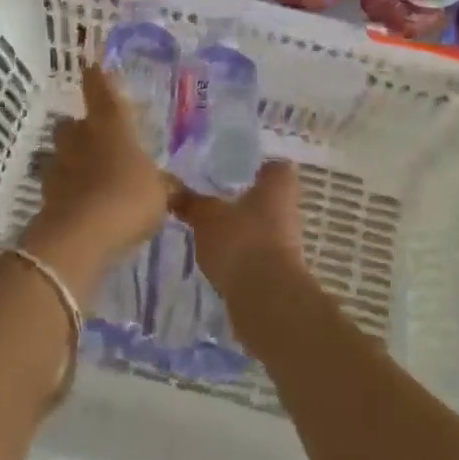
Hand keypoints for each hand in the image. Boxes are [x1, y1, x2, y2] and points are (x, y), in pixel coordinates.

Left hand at [21, 66, 171, 301]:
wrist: (80, 238)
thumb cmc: (127, 198)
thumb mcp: (160, 193)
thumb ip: (163, 185)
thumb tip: (171, 184)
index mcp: (111, 126)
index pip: (101, 91)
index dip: (97, 78)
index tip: (91, 65)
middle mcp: (81, 138)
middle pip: (73, 124)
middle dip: (82, 128)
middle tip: (99, 139)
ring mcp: (59, 166)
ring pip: (62, 153)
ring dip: (73, 160)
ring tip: (92, 176)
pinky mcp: (47, 195)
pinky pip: (59, 185)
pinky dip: (69, 190)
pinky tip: (84, 204)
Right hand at [170, 159, 306, 302]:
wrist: (266, 298)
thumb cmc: (241, 240)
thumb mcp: (206, 217)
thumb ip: (190, 201)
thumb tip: (169, 187)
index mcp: (278, 182)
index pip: (272, 161)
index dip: (253, 161)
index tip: (230, 162)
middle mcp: (289, 206)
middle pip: (266, 193)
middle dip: (242, 194)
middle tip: (211, 191)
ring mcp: (287, 238)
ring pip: (261, 221)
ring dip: (240, 223)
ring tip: (208, 222)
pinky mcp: (280, 267)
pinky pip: (257, 247)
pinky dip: (240, 248)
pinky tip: (217, 251)